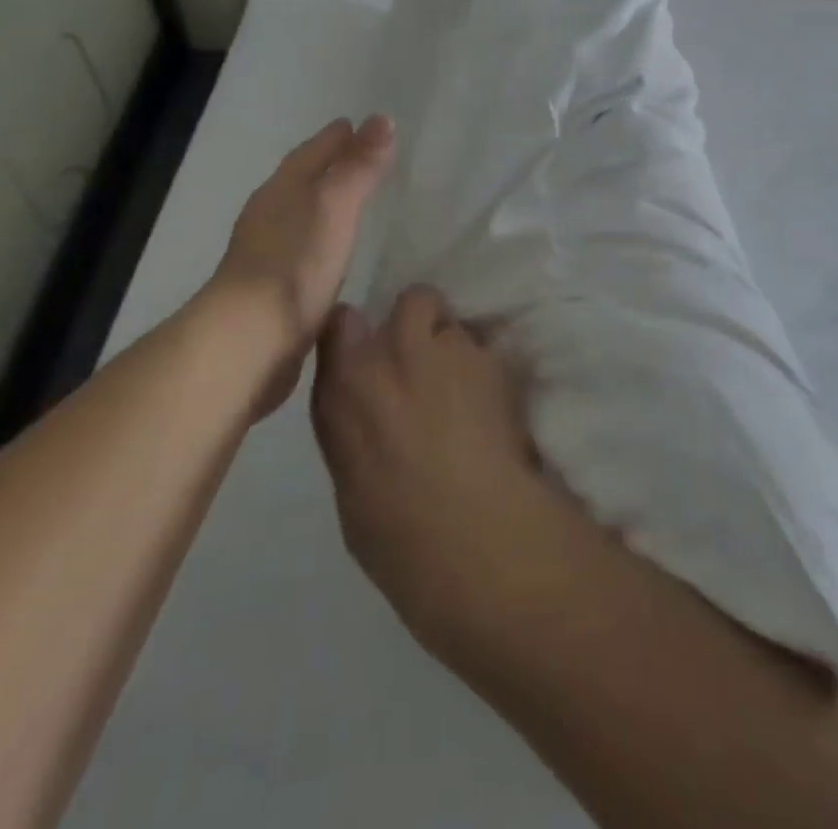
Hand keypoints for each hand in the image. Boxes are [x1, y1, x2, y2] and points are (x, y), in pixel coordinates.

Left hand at [205, 115, 393, 415]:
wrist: (249, 340)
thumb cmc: (295, 263)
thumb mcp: (335, 206)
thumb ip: (359, 166)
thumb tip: (383, 119)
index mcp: (281, 190)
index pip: (311, 152)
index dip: (334, 138)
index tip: (355, 122)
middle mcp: (269, 216)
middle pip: (301, 180)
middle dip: (327, 166)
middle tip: (358, 156)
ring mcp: (267, 254)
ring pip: (300, 215)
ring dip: (323, 204)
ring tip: (351, 201)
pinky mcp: (273, 290)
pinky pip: (303, 250)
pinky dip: (321, 240)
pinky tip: (334, 253)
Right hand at [311, 286, 556, 658]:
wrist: (474, 538)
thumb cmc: (397, 536)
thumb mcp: (350, 481)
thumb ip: (355, 422)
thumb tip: (366, 405)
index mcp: (345, 386)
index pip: (342, 322)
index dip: (360, 331)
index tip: (371, 347)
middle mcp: (394, 351)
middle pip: (413, 299)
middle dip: (423, 322)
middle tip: (430, 363)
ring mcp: (450, 349)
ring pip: (457, 324)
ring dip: (459, 350)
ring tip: (469, 393)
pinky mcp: (495, 361)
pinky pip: (489, 353)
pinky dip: (490, 373)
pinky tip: (495, 409)